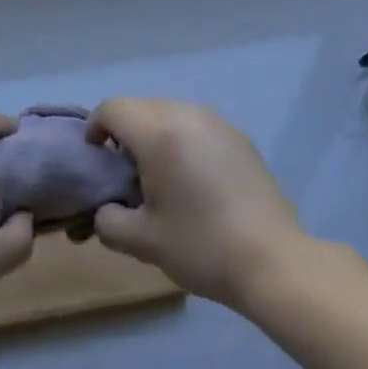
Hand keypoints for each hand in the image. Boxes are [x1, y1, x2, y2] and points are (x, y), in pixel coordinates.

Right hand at [87, 98, 306, 310]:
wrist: (272, 260)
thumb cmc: (200, 245)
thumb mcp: (142, 241)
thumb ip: (108, 220)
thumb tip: (107, 210)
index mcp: (159, 131)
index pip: (112, 108)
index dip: (95, 128)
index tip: (97, 160)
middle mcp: (188, 114)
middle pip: (141, 108)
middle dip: (125, 135)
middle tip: (125, 176)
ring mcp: (219, 123)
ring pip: (171, 115)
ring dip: (155, 138)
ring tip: (160, 180)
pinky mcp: (240, 138)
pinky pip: (197, 128)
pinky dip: (183, 143)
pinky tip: (194, 183)